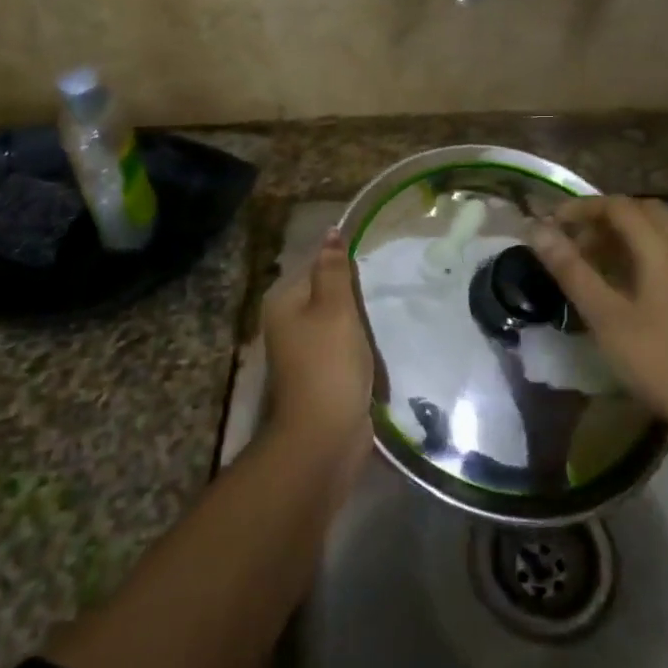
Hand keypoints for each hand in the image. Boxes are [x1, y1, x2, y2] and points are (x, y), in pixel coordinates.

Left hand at [260, 229, 373, 470]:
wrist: (324, 437)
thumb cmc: (329, 363)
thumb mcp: (335, 308)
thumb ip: (334, 269)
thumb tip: (330, 231)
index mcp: (283, 301)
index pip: (315, 265)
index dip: (343, 265)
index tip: (373, 268)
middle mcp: (286, 323)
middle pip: (325, 294)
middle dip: (353, 297)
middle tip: (382, 294)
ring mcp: (301, 352)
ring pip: (336, 323)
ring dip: (358, 324)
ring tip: (383, 318)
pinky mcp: (319, 375)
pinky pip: (342, 349)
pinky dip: (358, 348)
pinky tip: (376, 349)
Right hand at [530, 197, 667, 440]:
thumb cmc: (661, 362)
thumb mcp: (606, 318)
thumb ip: (571, 270)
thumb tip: (537, 230)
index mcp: (662, 246)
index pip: (617, 206)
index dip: (582, 208)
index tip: (553, 223)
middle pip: (643, 211)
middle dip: (605, 219)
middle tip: (576, 243)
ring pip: (664, 229)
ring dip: (630, 234)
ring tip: (602, 260)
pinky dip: (651, 250)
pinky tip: (637, 282)